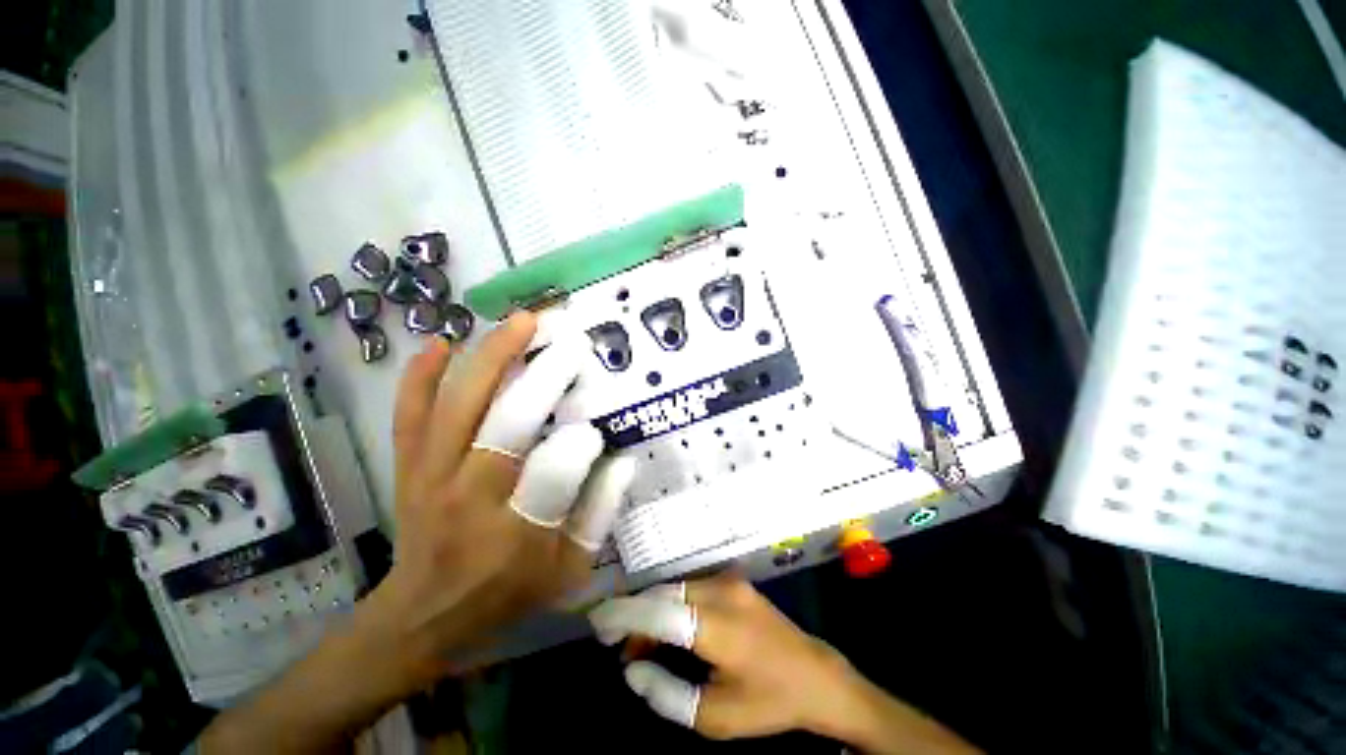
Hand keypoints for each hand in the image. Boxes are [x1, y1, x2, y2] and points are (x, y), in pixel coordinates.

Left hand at [203, 313, 635, 753]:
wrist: (423, 614)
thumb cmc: (506, 595)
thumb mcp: (568, 571)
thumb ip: (600, 514)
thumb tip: (623, 460)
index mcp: (516, 531)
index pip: (554, 473)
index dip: (580, 442)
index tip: (598, 424)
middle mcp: (469, 496)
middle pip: (503, 425)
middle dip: (542, 378)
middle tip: (572, 344)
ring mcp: (430, 475)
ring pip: (457, 405)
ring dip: (491, 358)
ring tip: (521, 321)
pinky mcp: (408, 465)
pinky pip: (408, 414)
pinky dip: (421, 376)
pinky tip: (443, 342)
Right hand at [589, 572, 856, 738]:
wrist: (815, 673)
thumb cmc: (768, 701)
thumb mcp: (715, 717)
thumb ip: (666, 694)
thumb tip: (631, 669)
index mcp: (718, 626)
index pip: (659, 611)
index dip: (623, 614)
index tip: (596, 622)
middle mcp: (721, 590)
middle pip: (662, 594)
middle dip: (633, 614)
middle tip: (616, 645)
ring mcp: (729, 580)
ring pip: (674, 587)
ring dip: (651, 610)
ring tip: (638, 645)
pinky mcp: (733, 579)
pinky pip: (690, 586)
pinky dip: (670, 604)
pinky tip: (665, 628)